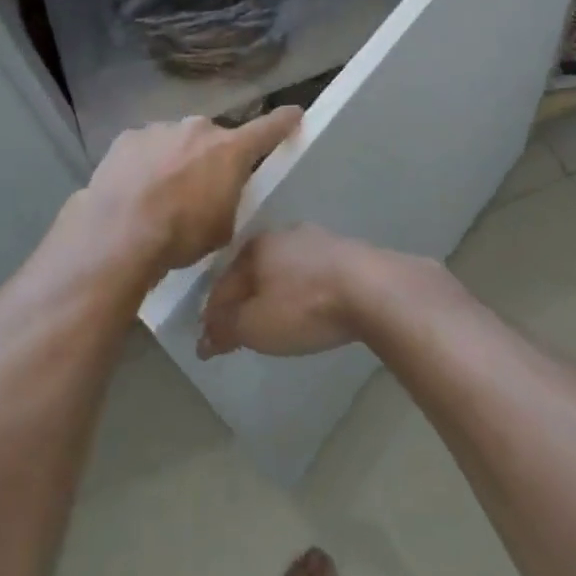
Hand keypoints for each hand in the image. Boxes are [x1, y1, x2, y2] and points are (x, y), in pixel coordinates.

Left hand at [75, 107, 302, 275]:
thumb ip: (228, 200)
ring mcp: (160, 129)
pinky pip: (146, 147)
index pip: (268, 129)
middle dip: (210, 157)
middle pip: (213, 139)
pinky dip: (145, 163)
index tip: (295, 113)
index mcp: (229, 150)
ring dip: (176, 160)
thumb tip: (218, 193)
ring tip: (159, 194)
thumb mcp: (221, 228)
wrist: (119, 232)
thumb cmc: (180, 235)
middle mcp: (197, 129)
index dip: (284, 122)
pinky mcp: (128, 137)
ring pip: (177, 141)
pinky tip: (135, 189)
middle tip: (199, 188)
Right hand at [196, 224, 376, 359]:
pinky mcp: (347, 251)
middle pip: (253, 271)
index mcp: (255, 246)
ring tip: (275, 317)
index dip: (212, 314)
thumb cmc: (304, 306)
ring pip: (284, 268)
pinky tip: (309, 305)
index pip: (223, 283)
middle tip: (240, 327)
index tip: (209, 341)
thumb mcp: (255, 326)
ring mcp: (318, 239)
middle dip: (244, 298)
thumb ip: (226, 329)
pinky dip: (303, 289)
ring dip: (275, 292)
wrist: (373, 289)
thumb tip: (203, 338)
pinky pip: (312, 272)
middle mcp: (283, 234)